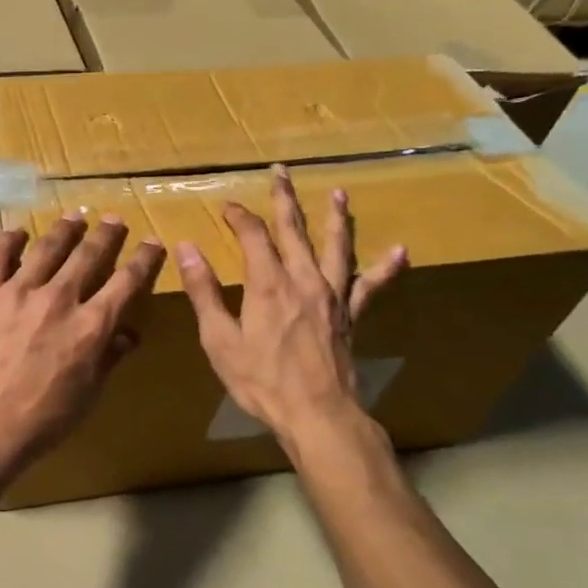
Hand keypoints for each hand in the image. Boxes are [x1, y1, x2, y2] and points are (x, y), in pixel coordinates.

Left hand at [0, 214, 164, 480]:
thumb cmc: (43, 419)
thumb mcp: (89, 393)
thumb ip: (109, 357)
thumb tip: (129, 333)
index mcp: (91, 325)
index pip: (127, 281)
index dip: (144, 259)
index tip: (153, 243)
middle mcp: (59, 299)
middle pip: (89, 254)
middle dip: (107, 234)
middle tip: (115, 220)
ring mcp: (19, 292)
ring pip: (48, 247)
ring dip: (65, 229)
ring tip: (75, 217)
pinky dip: (10, 240)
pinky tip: (19, 232)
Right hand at [175, 166, 406, 449]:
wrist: (318, 415)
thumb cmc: (262, 381)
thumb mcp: (219, 340)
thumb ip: (204, 292)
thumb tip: (187, 249)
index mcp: (269, 283)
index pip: (253, 235)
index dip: (239, 216)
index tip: (227, 206)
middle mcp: (304, 279)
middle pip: (294, 229)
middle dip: (284, 199)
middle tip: (281, 172)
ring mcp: (333, 295)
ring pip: (336, 246)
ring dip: (336, 218)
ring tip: (339, 193)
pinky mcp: (351, 315)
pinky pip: (371, 286)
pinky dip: (385, 268)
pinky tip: (400, 252)